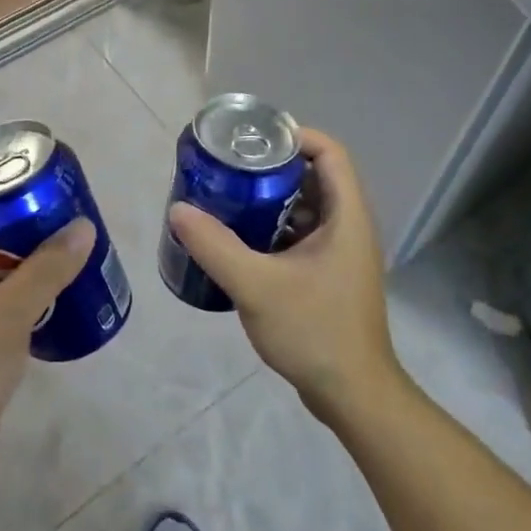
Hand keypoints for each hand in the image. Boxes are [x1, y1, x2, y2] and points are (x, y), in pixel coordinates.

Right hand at [167, 128, 401, 424]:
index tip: (252, 140)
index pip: (330, 152)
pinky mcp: (330, 275)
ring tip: (228, 200)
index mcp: (346, 216)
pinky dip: (274, 230)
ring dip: (271, 200)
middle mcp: (350, 226)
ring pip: (307, 208)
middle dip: (273, 168)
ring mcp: (342, 253)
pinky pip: (302, 236)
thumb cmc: (314, 331)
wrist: (352, 394)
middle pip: (315, 177)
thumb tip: (178, 210)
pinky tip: (241, 242)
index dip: (294, 136)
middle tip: (229, 169)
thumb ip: (215, 247)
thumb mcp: (257, 286)